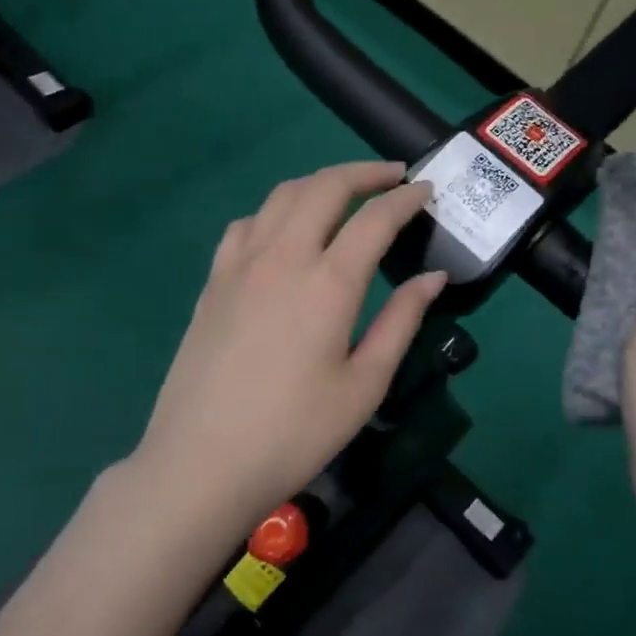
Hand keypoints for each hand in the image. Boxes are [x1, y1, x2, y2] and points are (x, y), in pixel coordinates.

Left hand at [127, 161, 446, 529]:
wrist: (202, 463)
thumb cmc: (295, 433)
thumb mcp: (365, 385)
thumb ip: (402, 322)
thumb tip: (434, 277)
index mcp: (328, 283)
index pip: (375, 219)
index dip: (406, 199)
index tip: (427, 191)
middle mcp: (283, 257)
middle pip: (325, 187)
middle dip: (364, 172)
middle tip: (393, 176)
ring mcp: (240, 265)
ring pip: (282, 196)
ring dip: (320, 182)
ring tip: (345, 192)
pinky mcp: (213, 281)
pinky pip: (247, 224)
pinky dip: (276, 210)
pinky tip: (285, 231)